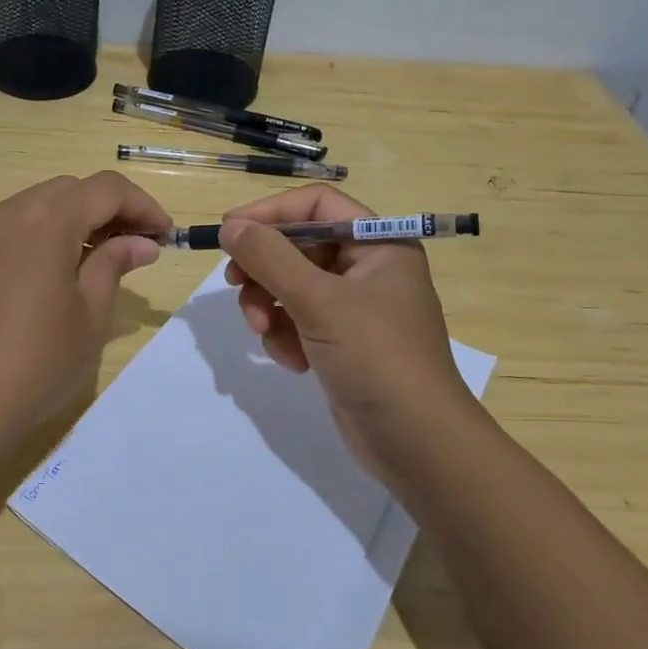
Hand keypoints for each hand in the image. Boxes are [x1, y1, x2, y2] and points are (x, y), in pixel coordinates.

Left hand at [0, 172, 170, 455]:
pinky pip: (18, 226)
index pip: (106, 189)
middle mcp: (9, 212)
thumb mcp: (90, 316)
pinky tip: (65, 270)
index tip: (166, 236)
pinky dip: (49, 234)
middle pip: (72, 190)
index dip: (143, 206)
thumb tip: (140, 243)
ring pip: (42, 205)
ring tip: (107, 260)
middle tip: (140, 248)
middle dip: (111, 210)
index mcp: (45, 220)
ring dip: (79, 221)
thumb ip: (114, 266)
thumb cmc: (33, 364)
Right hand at [220, 185, 489, 479]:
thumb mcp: (319, 301)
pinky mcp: (341, 341)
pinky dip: (285, 337)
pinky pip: (297, 320)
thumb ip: (270, 258)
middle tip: (236, 286)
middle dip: (264, 270)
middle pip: (297, 246)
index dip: (270, 213)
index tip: (230, 232)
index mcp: (378, 243)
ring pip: (290, 286)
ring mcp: (354, 307)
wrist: (417, 444)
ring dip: (269, 308)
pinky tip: (293, 362)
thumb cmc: (377, 358)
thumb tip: (230, 226)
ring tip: (264, 334)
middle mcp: (367, 267)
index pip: (316, 204)